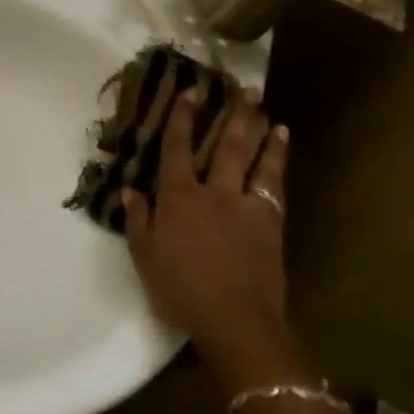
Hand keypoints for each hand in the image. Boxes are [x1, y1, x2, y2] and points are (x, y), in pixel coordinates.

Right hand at [123, 82, 290, 359]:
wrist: (237, 323)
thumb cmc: (182, 290)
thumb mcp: (145, 257)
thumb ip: (138, 220)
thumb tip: (131, 190)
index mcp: (179, 196)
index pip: (177, 147)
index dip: (182, 117)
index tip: (191, 90)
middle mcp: (215, 192)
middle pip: (227, 146)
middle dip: (237, 116)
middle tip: (247, 90)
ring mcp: (247, 208)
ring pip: (258, 163)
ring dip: (265, 137)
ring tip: (273, 116)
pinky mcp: (271, 227)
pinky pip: (276, 189)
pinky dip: (279, 168)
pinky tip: (282, 157)